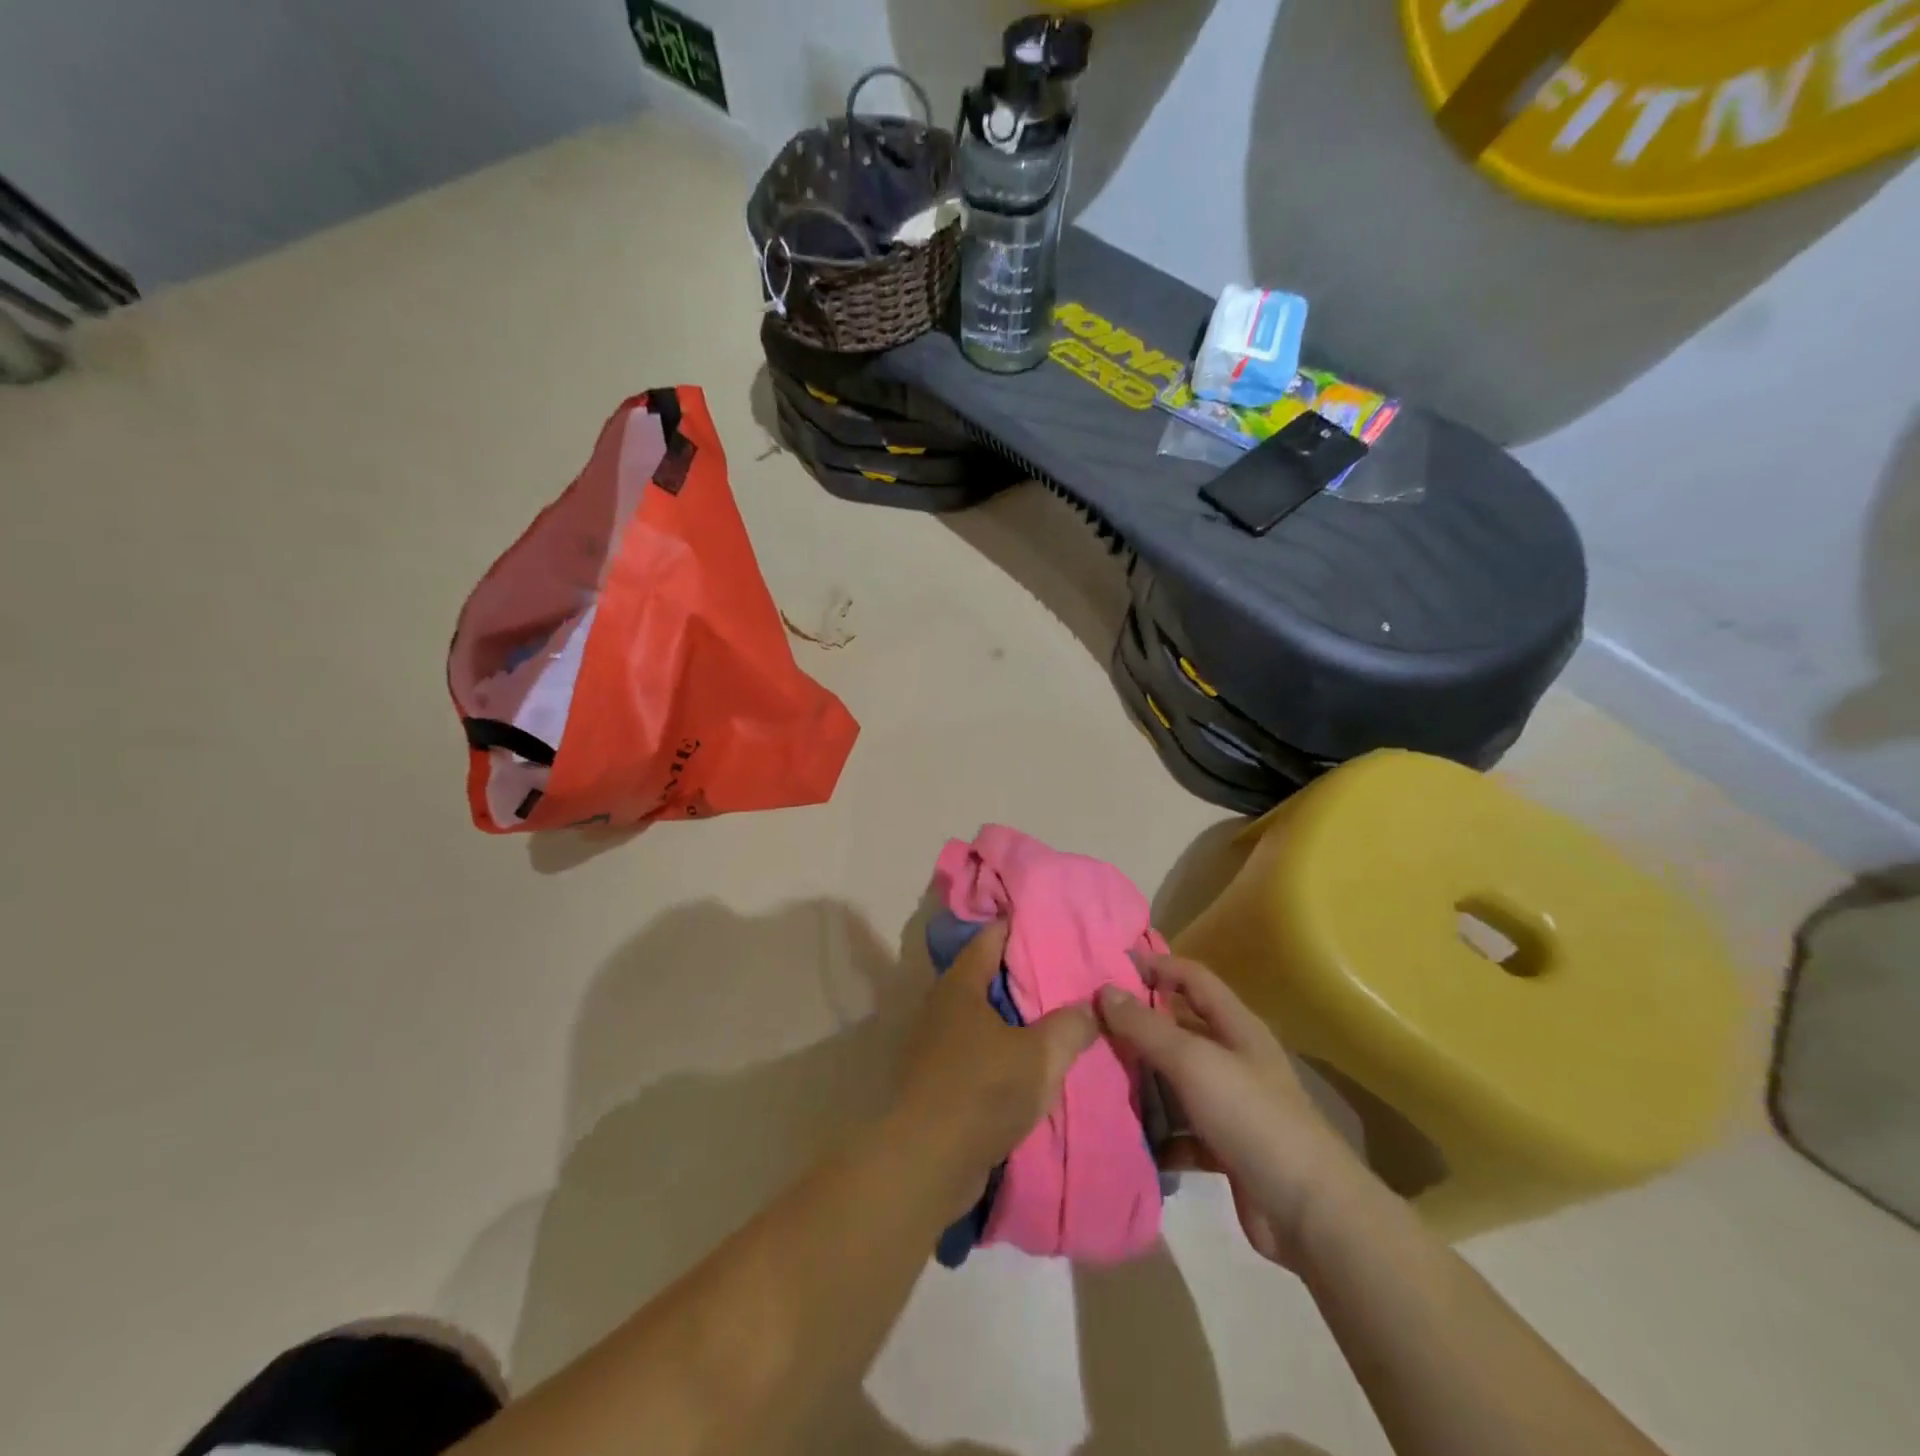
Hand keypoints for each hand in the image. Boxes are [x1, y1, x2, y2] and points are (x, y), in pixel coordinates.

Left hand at [894, 921, 1098, 1212]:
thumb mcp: (1039, 1057)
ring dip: (1012, 1016)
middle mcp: (942, 1006)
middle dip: (1021, 974)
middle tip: (1063, 970)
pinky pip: (976, 1049)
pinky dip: (1001, 1048)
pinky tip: (1030, 1060)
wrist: (927, 1161)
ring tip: (1055, 1015)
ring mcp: (936, 1043)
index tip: (1049, 922)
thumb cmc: (982, 1091)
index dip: (1018, 926)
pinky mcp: (938, 1079)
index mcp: (960, 985)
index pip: (990, 939)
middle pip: (985, 976)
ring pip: (981, 1016)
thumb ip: (1070, 1026)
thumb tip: (1089, 1006)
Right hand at [1097, 953, 1362, 1270]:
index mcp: (1236, 1027)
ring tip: (1096, 1077)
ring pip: (1177, 1081)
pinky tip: (1128, 1134)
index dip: (1156, 966)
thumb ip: (1147, 1027)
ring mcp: (1232, 1105)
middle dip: (1139, 1025)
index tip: (1110, 967)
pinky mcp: (1226, 1148)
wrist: (1309, 1212)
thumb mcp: (1194, 1062)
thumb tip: (1104, 990)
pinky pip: (1181, 1129)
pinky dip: (1158, 1132)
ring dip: (1144, 1081)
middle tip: (1092, 1025)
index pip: (1192, 978)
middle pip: (1180, 1028)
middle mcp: (1235, 1059)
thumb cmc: (1251, 1117)